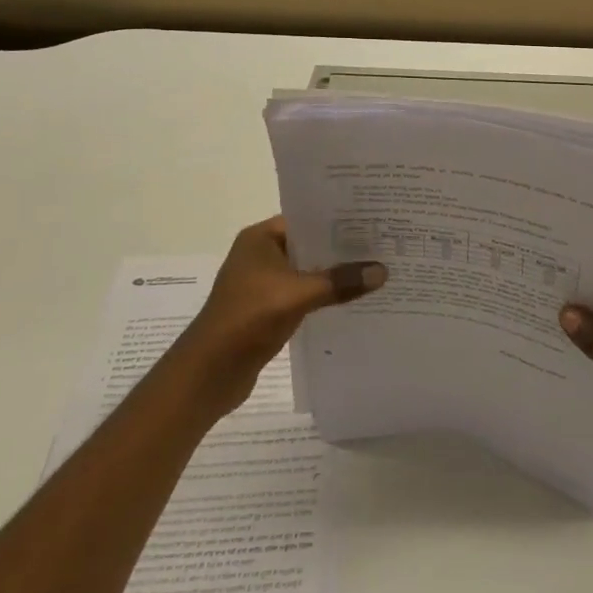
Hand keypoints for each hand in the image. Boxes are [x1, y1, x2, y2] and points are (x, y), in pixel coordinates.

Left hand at [185, 218, 384, 416]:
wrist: (208, 374)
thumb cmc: (247, 319)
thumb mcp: (298, 295)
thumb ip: (340, 281)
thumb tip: (382, 271)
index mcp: (261, 238)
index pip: (307, 218)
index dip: (339, 218)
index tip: (374, 218)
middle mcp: (261, 254)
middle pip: (310, 245)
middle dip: (343, 248)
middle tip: (384, 244)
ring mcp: (264, 284)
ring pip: (309, 271)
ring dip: (335, 274)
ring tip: (376, 269)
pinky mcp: (268, 310)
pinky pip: (305, 294)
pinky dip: (325, 296)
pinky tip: (354, 299)